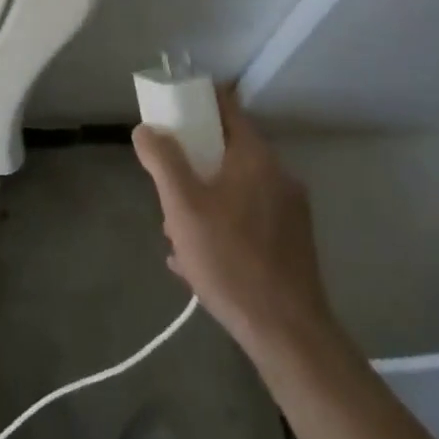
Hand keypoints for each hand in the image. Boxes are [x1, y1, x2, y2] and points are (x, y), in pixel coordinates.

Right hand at [133, 85, 333, 358]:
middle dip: (193, 165)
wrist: (287, 334)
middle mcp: (278, 176)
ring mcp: (289, 212)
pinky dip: (222, 226)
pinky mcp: (291, 244)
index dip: (196, 104)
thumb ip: (163, 161)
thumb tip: (146, 129)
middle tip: (167, 190)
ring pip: (236, 190)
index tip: (170, 114)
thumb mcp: (183, 207)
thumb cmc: (231, 260)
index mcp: (256, 158)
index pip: (226, 108)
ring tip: (177, 233)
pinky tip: (197, 260)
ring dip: (204, 201)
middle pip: (227, 152)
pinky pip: (248, 220)